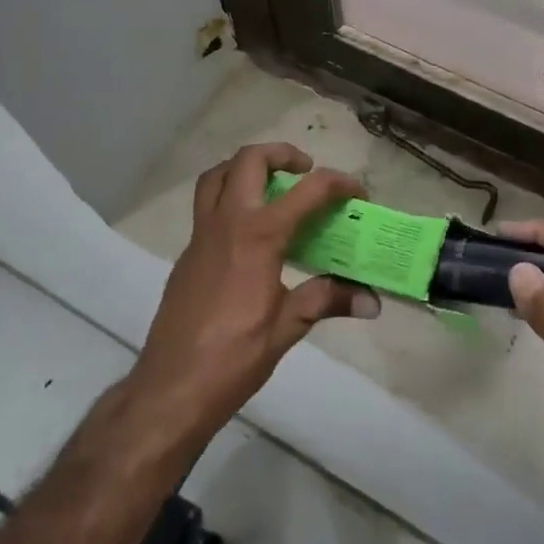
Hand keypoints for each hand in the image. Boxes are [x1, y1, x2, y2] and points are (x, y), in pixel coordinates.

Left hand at [130, 143, 375, 444]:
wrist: (171, 389)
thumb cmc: (234, 357)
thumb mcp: (288, 326)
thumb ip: (327, 299)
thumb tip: (372, 301)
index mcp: (258, 236)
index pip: (307, 191)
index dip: (338, 184)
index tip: (357, 193)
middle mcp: (227, 223)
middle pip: (249, 161)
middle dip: (282, 154)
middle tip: (305, 170)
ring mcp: (200, 236)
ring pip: (217, 176)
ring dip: (245, 168)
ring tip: (271, 186)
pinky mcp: (187, 255)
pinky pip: (206, 206)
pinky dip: (229, 198)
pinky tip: (249, 234)